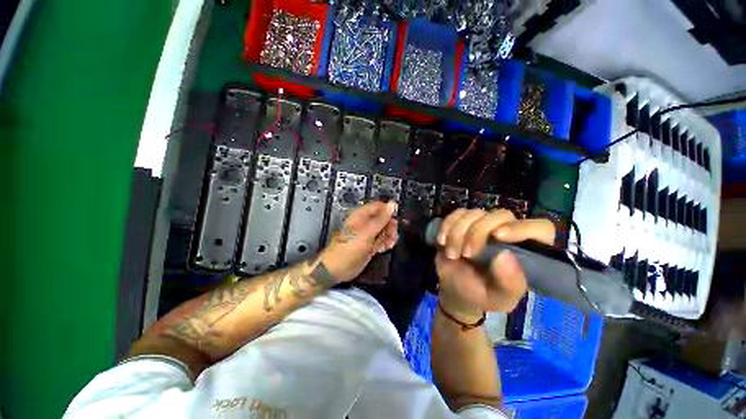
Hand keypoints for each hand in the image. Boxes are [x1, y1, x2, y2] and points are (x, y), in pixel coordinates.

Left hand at [319, 201, 398, 282]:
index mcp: (361, 215)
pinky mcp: (370, 244)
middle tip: (393, 235)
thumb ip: (381, 219)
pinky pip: (382, 240)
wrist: (338, 269)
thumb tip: (393, 204)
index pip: (379, 206)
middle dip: (390, 226)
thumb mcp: (367, 232)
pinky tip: (385, 249)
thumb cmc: (350, 248)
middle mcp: (365, 222)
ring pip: (384, 230)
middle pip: (384, 218)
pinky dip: (385, 243)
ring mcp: (368, 234)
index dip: (389, 211)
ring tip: (389, 245)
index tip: (396, 219)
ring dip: (389, 236)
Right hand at [435, 209, 554, 319]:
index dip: (523, 228)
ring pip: (475, 213)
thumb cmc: (480, 295)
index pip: (541, 229)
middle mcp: (507, 234)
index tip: (498, 236)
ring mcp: (483, 226)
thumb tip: (507, 256)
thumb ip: (509, 283)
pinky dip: (447, 225)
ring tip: (452, 253)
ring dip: (458, 232)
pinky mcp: (463, 222)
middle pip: (501, 215)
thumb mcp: (498, 298)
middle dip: (478, 233)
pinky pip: (457, 213)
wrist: (454, 289)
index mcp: (526, 253)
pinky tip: (442, 240)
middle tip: (467, 254)